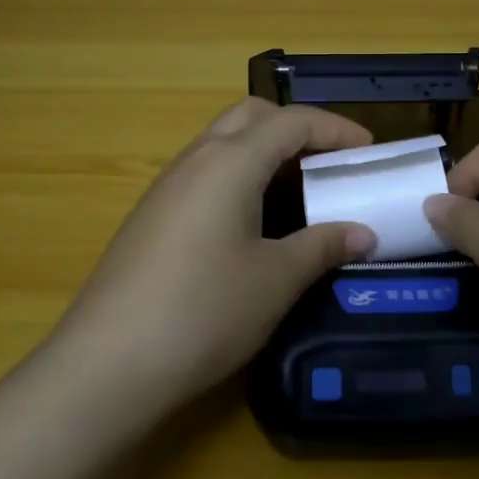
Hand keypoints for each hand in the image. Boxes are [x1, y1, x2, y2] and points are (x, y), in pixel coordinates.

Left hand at [50, 98, 375, 414]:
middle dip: (296, 128)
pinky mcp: (153, 214)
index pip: (292, 122)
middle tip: (330, 162)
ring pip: (224, 142)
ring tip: (299, 192)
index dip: (337, 129)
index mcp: (231, 161)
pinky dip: (240, 177)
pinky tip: (254, 222)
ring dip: (266, 152)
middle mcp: (196, 158)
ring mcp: (168, 185)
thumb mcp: (276, 280)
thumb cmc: (204, 311)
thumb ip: (322, 246)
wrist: (108, 362)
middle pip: (252, 116)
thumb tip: (362, 233)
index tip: (370, 151)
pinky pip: (206, 172)